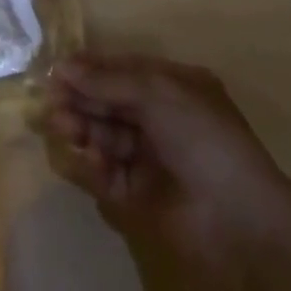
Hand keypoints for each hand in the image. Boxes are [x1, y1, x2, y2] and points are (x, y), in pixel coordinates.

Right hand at [46, 52, 290, 290]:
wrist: (239, 223)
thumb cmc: (202, 139)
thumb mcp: (156, 93)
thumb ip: (106, 81)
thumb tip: (61, 67)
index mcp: (174, 88)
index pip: (122, 71)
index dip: (90, 70)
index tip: (56, 72)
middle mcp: (162, 119)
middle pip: (109, 102)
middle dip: (81, 100)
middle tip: (51, 103)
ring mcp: (151, 159)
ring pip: (104, 136)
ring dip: (82, 129)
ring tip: (64, 129)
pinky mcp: (140, 197)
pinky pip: (107, 174)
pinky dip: (93, 166)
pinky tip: (88, 161)